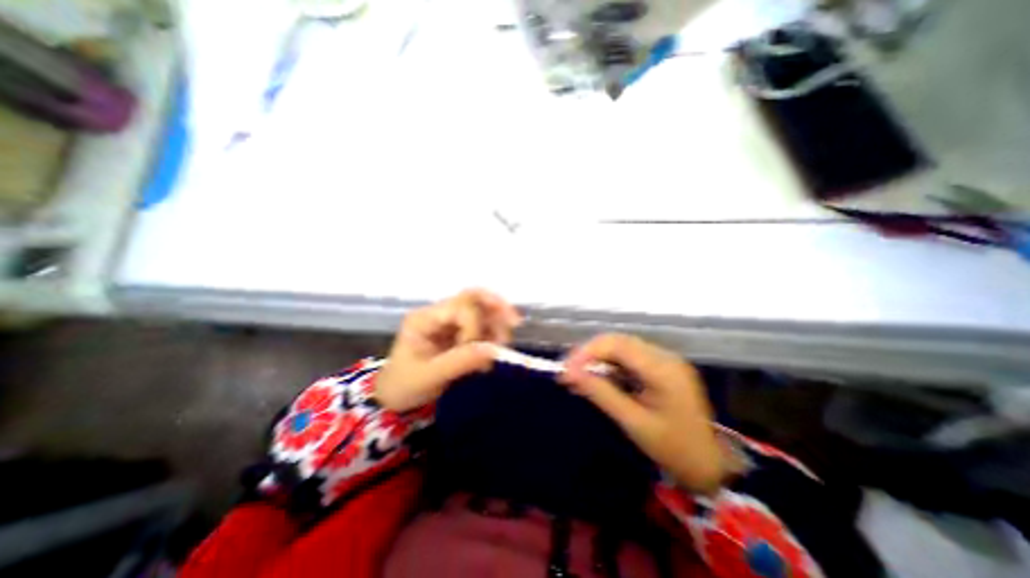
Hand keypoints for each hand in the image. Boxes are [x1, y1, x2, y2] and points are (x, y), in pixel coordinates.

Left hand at [378, 288, 523, 411]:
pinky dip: (494, 334)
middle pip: (472, 297)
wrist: (397, 397)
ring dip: (498, 323)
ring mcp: (451, 322)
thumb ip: (460, 362)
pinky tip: (496, 349)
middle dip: (496, 306)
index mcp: (425, 318)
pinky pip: (483, 326)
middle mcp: (440, 313)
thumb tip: (493, 351)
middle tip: (515, 323)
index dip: (475, 327)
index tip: (476, 351)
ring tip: (503, 344)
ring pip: (482, 309)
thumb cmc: (405, 386)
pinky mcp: (460, 333)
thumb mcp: (428, 376)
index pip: (459, 307)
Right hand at [563, 335, 721, 492]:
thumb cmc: (673, 448)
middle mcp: (664, 356)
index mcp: (663, 369)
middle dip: (589, 354)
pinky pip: (627, 359)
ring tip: (576, 378)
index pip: (618, 345)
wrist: (708, 465)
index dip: (587, 352)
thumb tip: (569, 374)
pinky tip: (595, 379)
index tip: (565, 368)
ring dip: (596, 360)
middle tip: (567, 372)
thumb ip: (601, 393)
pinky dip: (608, 367)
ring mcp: (663, 360)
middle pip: (618, 342)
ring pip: (620, 348)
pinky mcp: (659, 367)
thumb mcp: (633, 422)